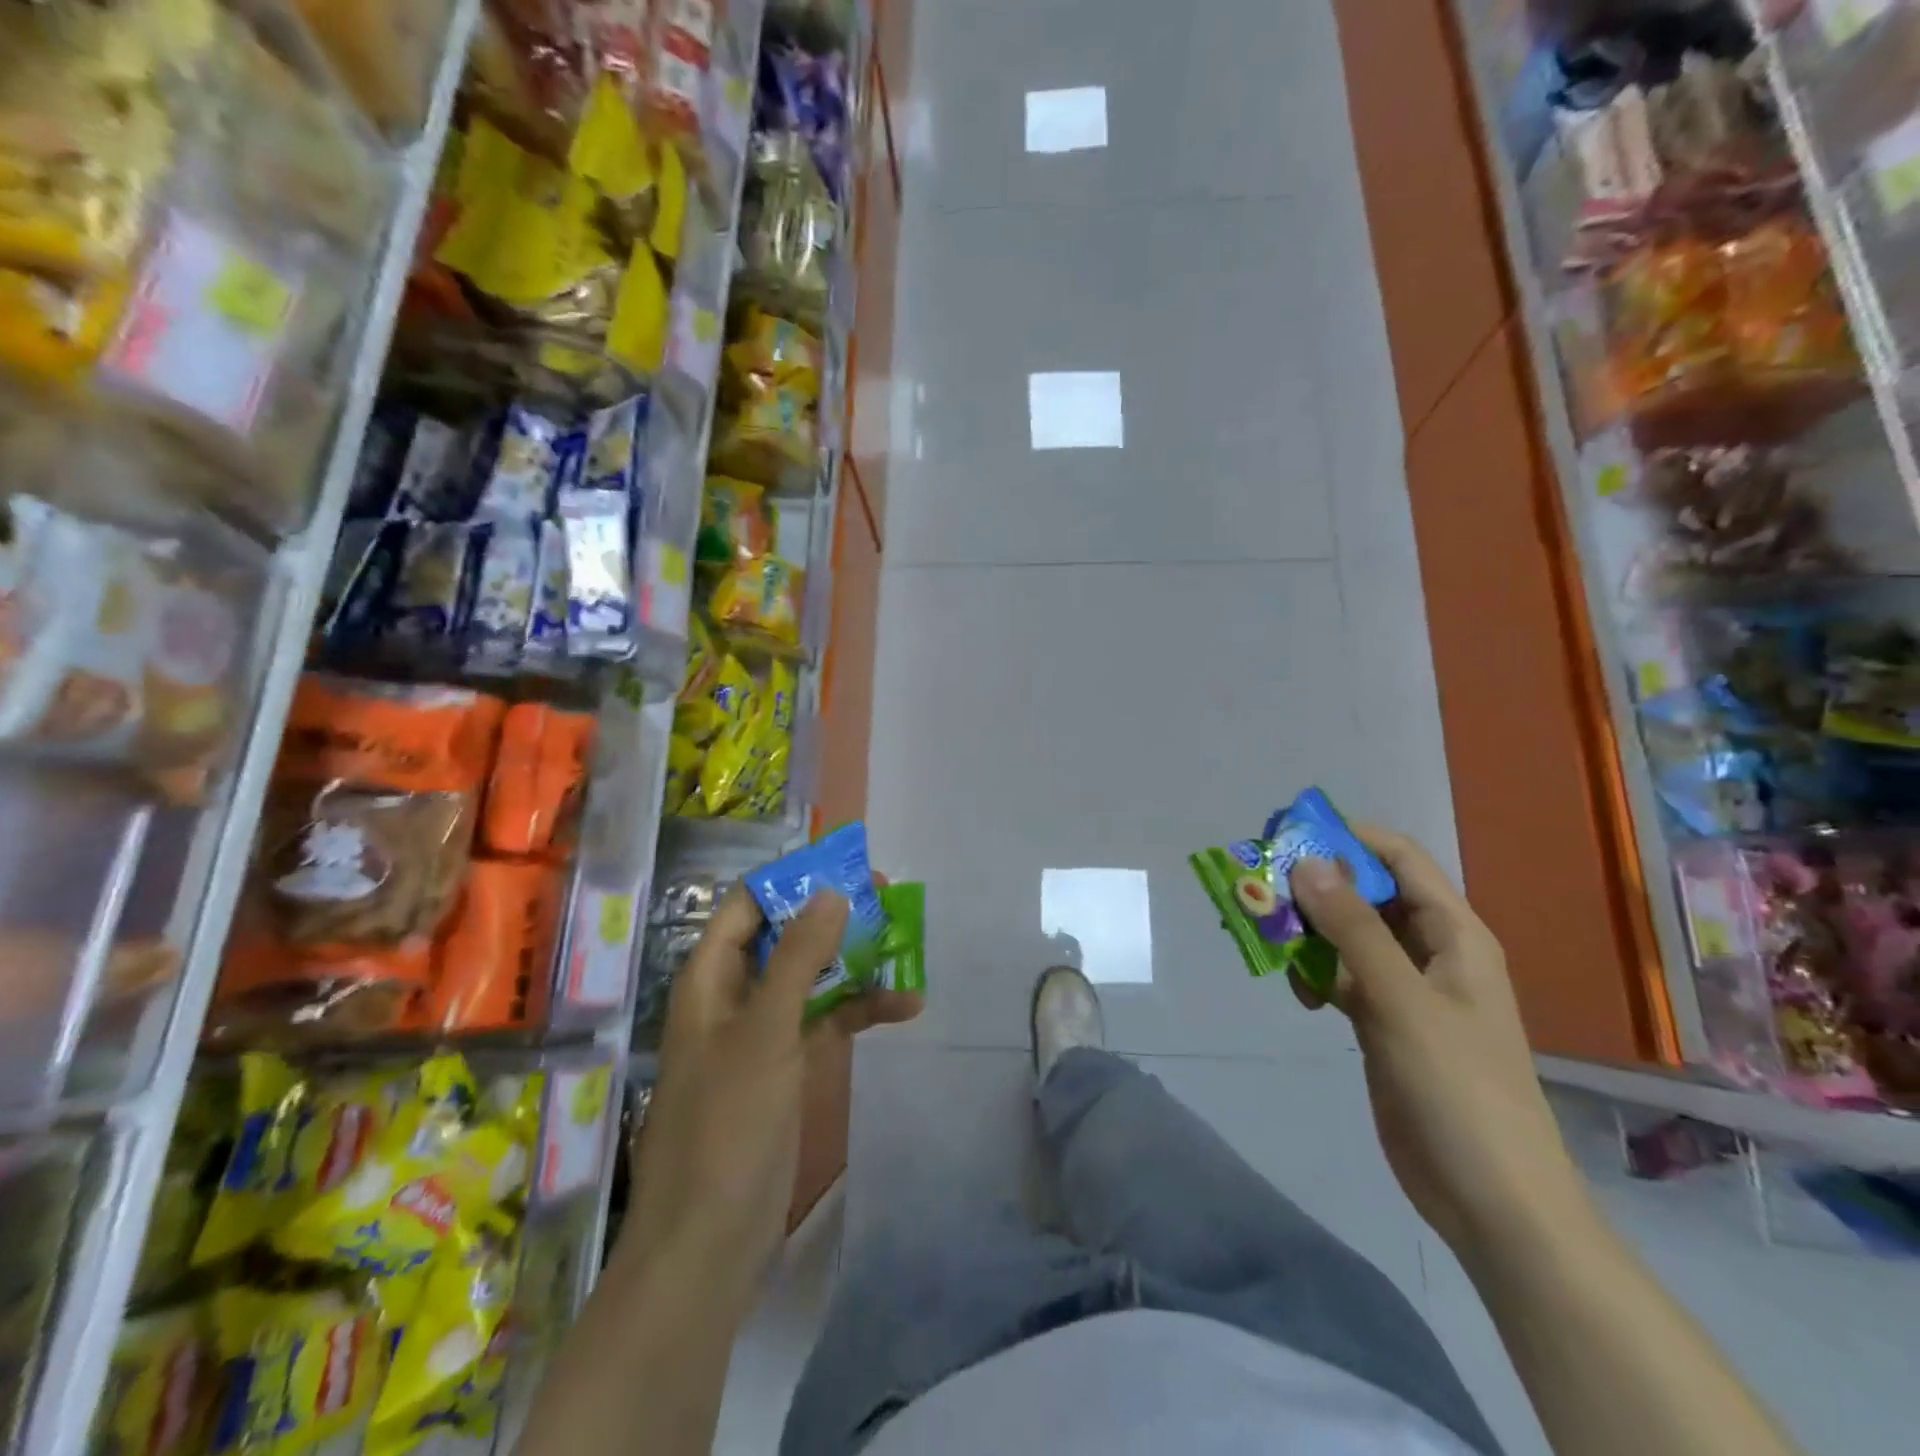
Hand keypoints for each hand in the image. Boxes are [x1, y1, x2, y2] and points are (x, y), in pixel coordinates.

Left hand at [620, 886, 921, 1312]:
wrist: (709, 1245)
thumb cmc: (727, 1125)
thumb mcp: (765, 1032)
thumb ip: (797, 958)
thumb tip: (831, 892)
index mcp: (710, 979)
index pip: (748, 906)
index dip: (793, 882)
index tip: (845, 867)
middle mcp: (733, 997)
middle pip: (785, 938)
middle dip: (834, 918)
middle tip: (888, 899)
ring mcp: (761, 1034)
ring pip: (811, 978)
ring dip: (855, 964)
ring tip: (908, 947)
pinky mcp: (785, 1069)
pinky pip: (824, 1021)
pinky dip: (859, 1011)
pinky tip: (905, 1008)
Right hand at [1288, 828, 1589, 1255]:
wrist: (1491, 1199)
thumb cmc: (1458, 1089)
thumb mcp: (1402, 1001)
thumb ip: (1354, 929)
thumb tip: (1308, 861)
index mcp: (1454, 934)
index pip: (1400, 859)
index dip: (1348, 838)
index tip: (1288, 836)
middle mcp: (1430, 952)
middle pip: (1367, 894)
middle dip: (1316, 885)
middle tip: (1261, 887)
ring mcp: (1406, 989)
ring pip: (1348, 936)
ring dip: (1308, 932)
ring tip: (1266, 937)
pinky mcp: (1383, 1022)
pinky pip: (1341, 977)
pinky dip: (1314, 974)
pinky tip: (1295, 991)